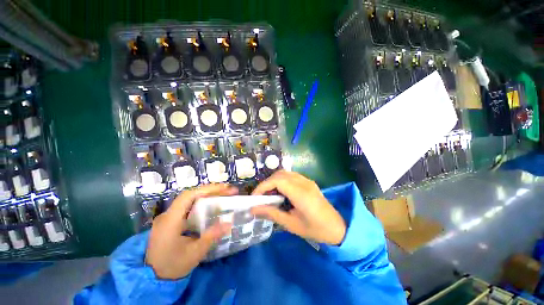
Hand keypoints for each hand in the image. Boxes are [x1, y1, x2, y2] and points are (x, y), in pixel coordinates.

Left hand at [145, 184, 236, 279]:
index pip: (188, 196)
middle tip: (229, 191)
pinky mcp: (171, 221)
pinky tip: (211, 206)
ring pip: (190, 200)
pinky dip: (202, 203)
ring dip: (207, 195)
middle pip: (191, 195)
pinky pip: (188, 207)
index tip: (224, 189)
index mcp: (170, 220)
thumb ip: (211, 236)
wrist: (152, 279)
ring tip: (224, 195)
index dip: (207, 189)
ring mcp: (168, 217)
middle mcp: (167, 215)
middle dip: (211, 191)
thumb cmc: (173, 267)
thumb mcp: (195, 253)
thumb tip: (229, 223)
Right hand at [250, 171, 345, 244]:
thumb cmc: (315, 229)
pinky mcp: (308, 182)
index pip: (277, 181)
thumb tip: (253, 209)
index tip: (254, 197)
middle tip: (261, 197)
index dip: (263, 186)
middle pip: (280, 174)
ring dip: (274, 181)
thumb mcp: (291, 224)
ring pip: (285, 173)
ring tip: (269, 194)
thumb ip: (272, 214)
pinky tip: (280, 192)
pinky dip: (282, 181)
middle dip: (267, 183)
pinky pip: (291, 176)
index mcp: (301, 193)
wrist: (338, 228)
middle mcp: (304, 183)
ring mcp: (307, 181)